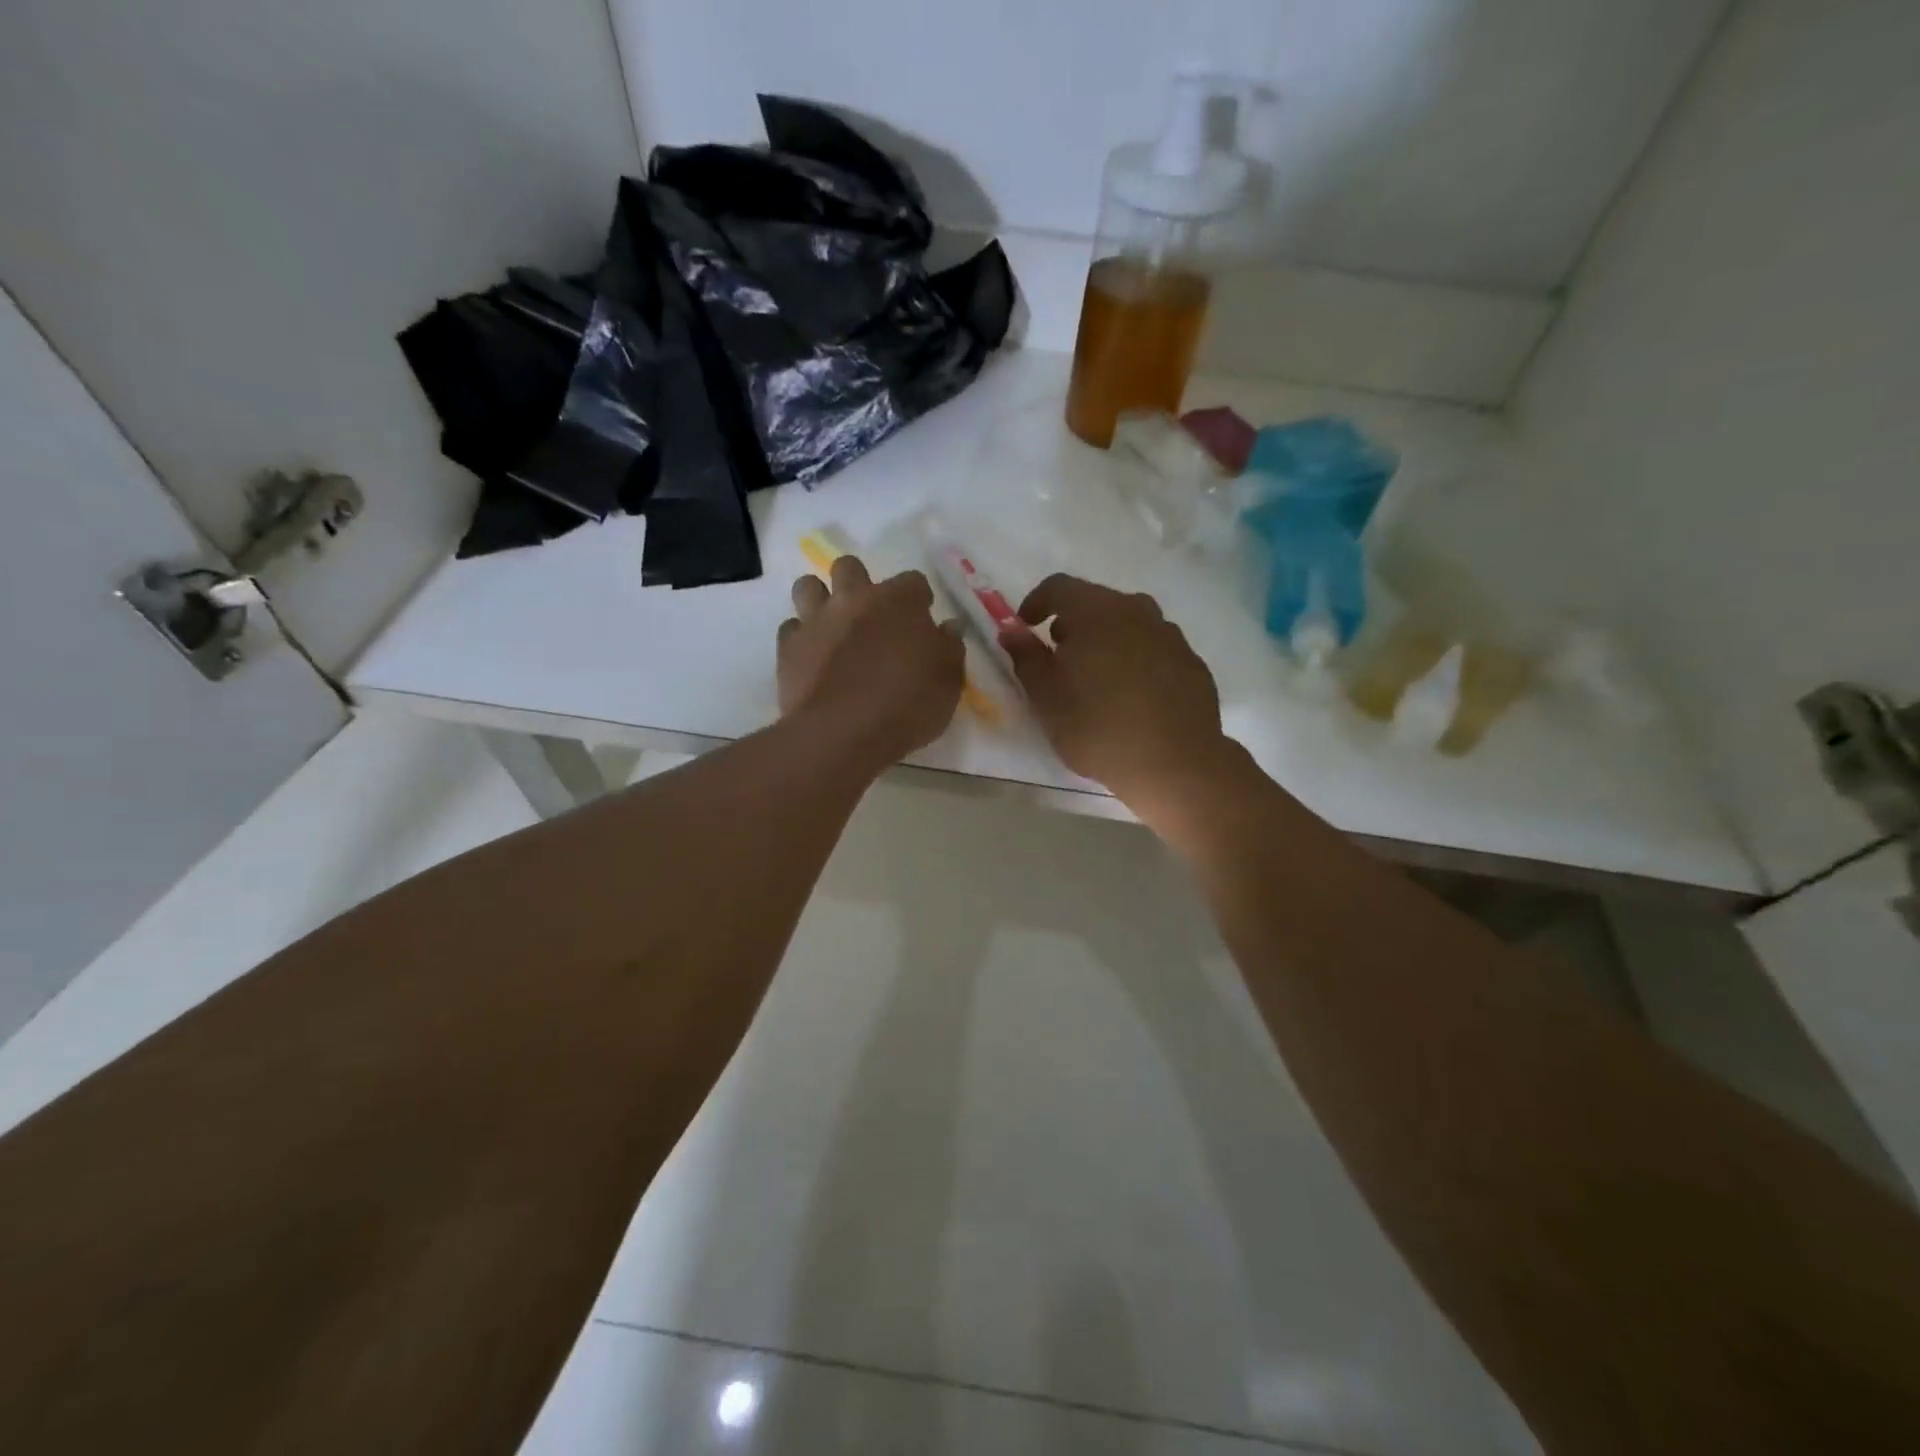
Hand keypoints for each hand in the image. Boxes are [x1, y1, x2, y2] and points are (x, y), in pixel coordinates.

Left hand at [778, 555, 965, 769]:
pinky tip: (812, 657)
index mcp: (899, 602)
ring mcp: (816, 620)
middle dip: (859, 584)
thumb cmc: (907, 706)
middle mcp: (854, 599)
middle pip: (850, 567)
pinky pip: (790, 628)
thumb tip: (948, 627)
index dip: (918, 600)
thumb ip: (949, 648)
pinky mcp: (788, 647)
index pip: (913, 581)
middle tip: (870, 617)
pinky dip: (801, 637)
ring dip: (820, 599)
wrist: (843, 733)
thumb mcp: (948, 682)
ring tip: (832, 627)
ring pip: (808, 586)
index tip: (921, 621)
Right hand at [997, 574, 1229, 814]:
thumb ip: (1026, 656)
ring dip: (1106, 641)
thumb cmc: (1097, 728)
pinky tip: (1131, 696)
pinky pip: (1153, 649)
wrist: (1175, 764)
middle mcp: (1137, 611)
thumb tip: (1011, 629)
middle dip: (1072, 624)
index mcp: (1096, 612)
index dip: (1036, 602)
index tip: (1026, 628)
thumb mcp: (1046, 697)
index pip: (1058, 586)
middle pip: (1096, 602)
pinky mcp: (1191, 661)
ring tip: (1096, 680)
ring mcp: (1169, 634)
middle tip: (1059, 659)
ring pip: (1128, 624)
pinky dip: (1135, 660)